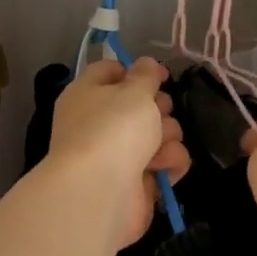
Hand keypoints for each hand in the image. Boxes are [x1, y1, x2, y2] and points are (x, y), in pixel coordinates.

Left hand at [48, 57, 191, 248]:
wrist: (101, 191)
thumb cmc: (113, 128)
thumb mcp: (133, 90)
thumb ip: (145, 74)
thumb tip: (145, 65)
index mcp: (88, 94)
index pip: (110, 72)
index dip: (136, 70)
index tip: (160, 75)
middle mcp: (100, 123)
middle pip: (141, 104)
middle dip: (158, 107)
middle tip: (158, 112)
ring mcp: (119, 154)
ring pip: (159, 133)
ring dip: (167, 136)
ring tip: (158, 146)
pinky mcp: (138, 182)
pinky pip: (165, 163)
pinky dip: (168, 164)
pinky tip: (162, 168)